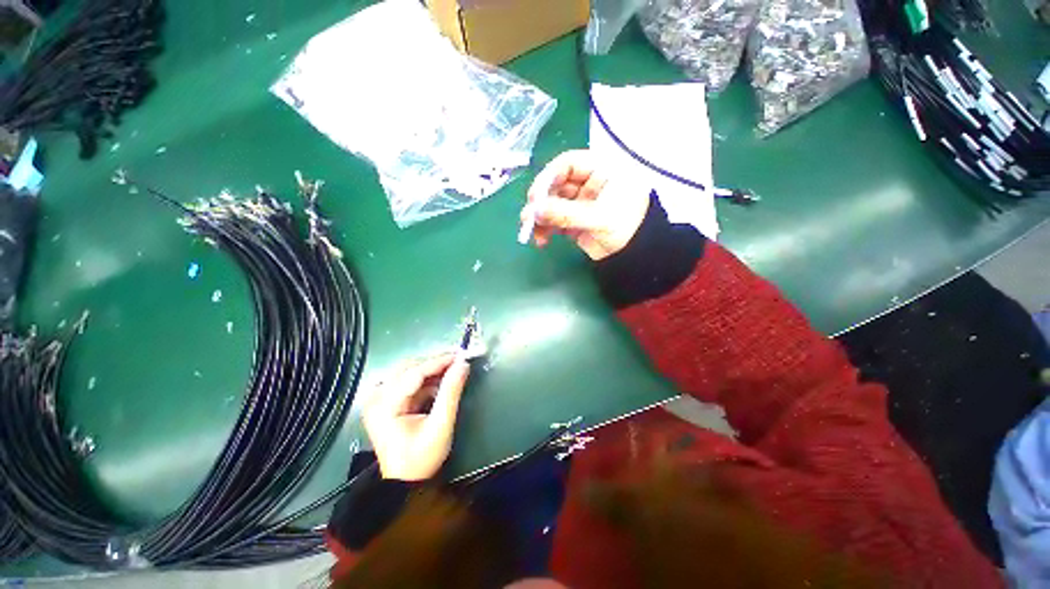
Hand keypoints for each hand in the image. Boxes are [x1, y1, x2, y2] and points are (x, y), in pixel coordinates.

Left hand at [362, 353, 470, 480]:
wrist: (404, 482)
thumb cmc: (421, 458)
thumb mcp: (440, 426)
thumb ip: (451, 393)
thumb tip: (463, 365)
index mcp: (385, 406)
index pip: (414, 373)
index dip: (439, 362)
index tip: (461, 355)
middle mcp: (377, 398)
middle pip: (409, 368)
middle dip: (436, 363)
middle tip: (459, 361)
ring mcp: (379, 399)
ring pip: (409, 371)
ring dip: (432, 369)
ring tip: (453, 370)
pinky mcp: (385, 401)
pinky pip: (408, 381)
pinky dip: (426, 379)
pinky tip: (441, 382)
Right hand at [522, 150, 649, 260]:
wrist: (635, 255)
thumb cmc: (627, 226)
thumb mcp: (599, 218)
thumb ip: (566, 214)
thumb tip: (534, 211)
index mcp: (600, 170)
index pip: (568, 164)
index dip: (549, 177)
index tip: (535, 195)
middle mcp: (587, 183)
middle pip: (555, 185)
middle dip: (540, 201)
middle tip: (528, 217)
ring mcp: (579, 203)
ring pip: (551, 204)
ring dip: (539, 217)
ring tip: (530, 231)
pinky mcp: (573, 220)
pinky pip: (554, 220)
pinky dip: (545, 229)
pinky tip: (541, 240)